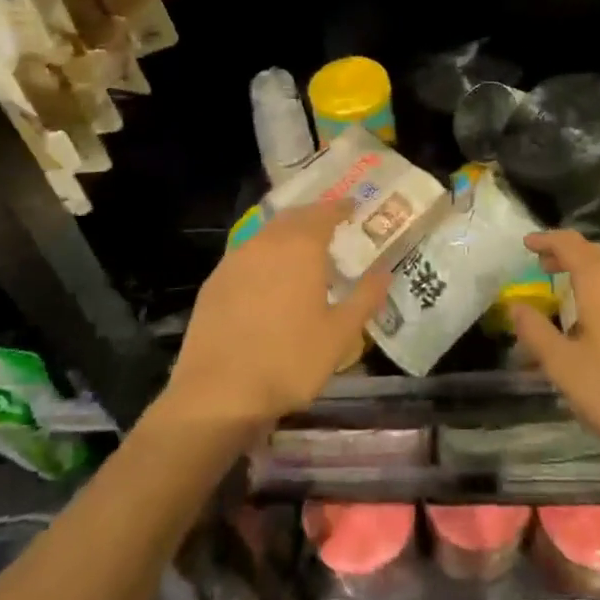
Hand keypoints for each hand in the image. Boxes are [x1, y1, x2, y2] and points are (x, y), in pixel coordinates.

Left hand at [163, 201, 390, 434]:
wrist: (218, 392)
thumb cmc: (289, 360)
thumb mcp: (340, 334)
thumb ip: (365, 297)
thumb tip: (384, 271)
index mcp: (300, 246)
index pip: (324, 213)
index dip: (340, 208)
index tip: (352, 207)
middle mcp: (267, 242)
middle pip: (293, 217)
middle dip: (313, 217)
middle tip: (330, 224)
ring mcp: (235, 259)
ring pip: (267, 233)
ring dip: (287, 234)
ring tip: (301, 250)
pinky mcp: (215, 281)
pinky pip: (246, 254)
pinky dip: (264, 255)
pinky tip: (268, 277)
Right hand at [510, 230, 599, 489]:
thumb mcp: (565, 368)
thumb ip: (536, 332)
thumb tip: (515, 306)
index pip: (570, 244)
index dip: (546, 240)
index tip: (527, 244)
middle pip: (594, 253)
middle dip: (566, 254)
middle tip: (542, 264)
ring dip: (589, 272)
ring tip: (569, 289)